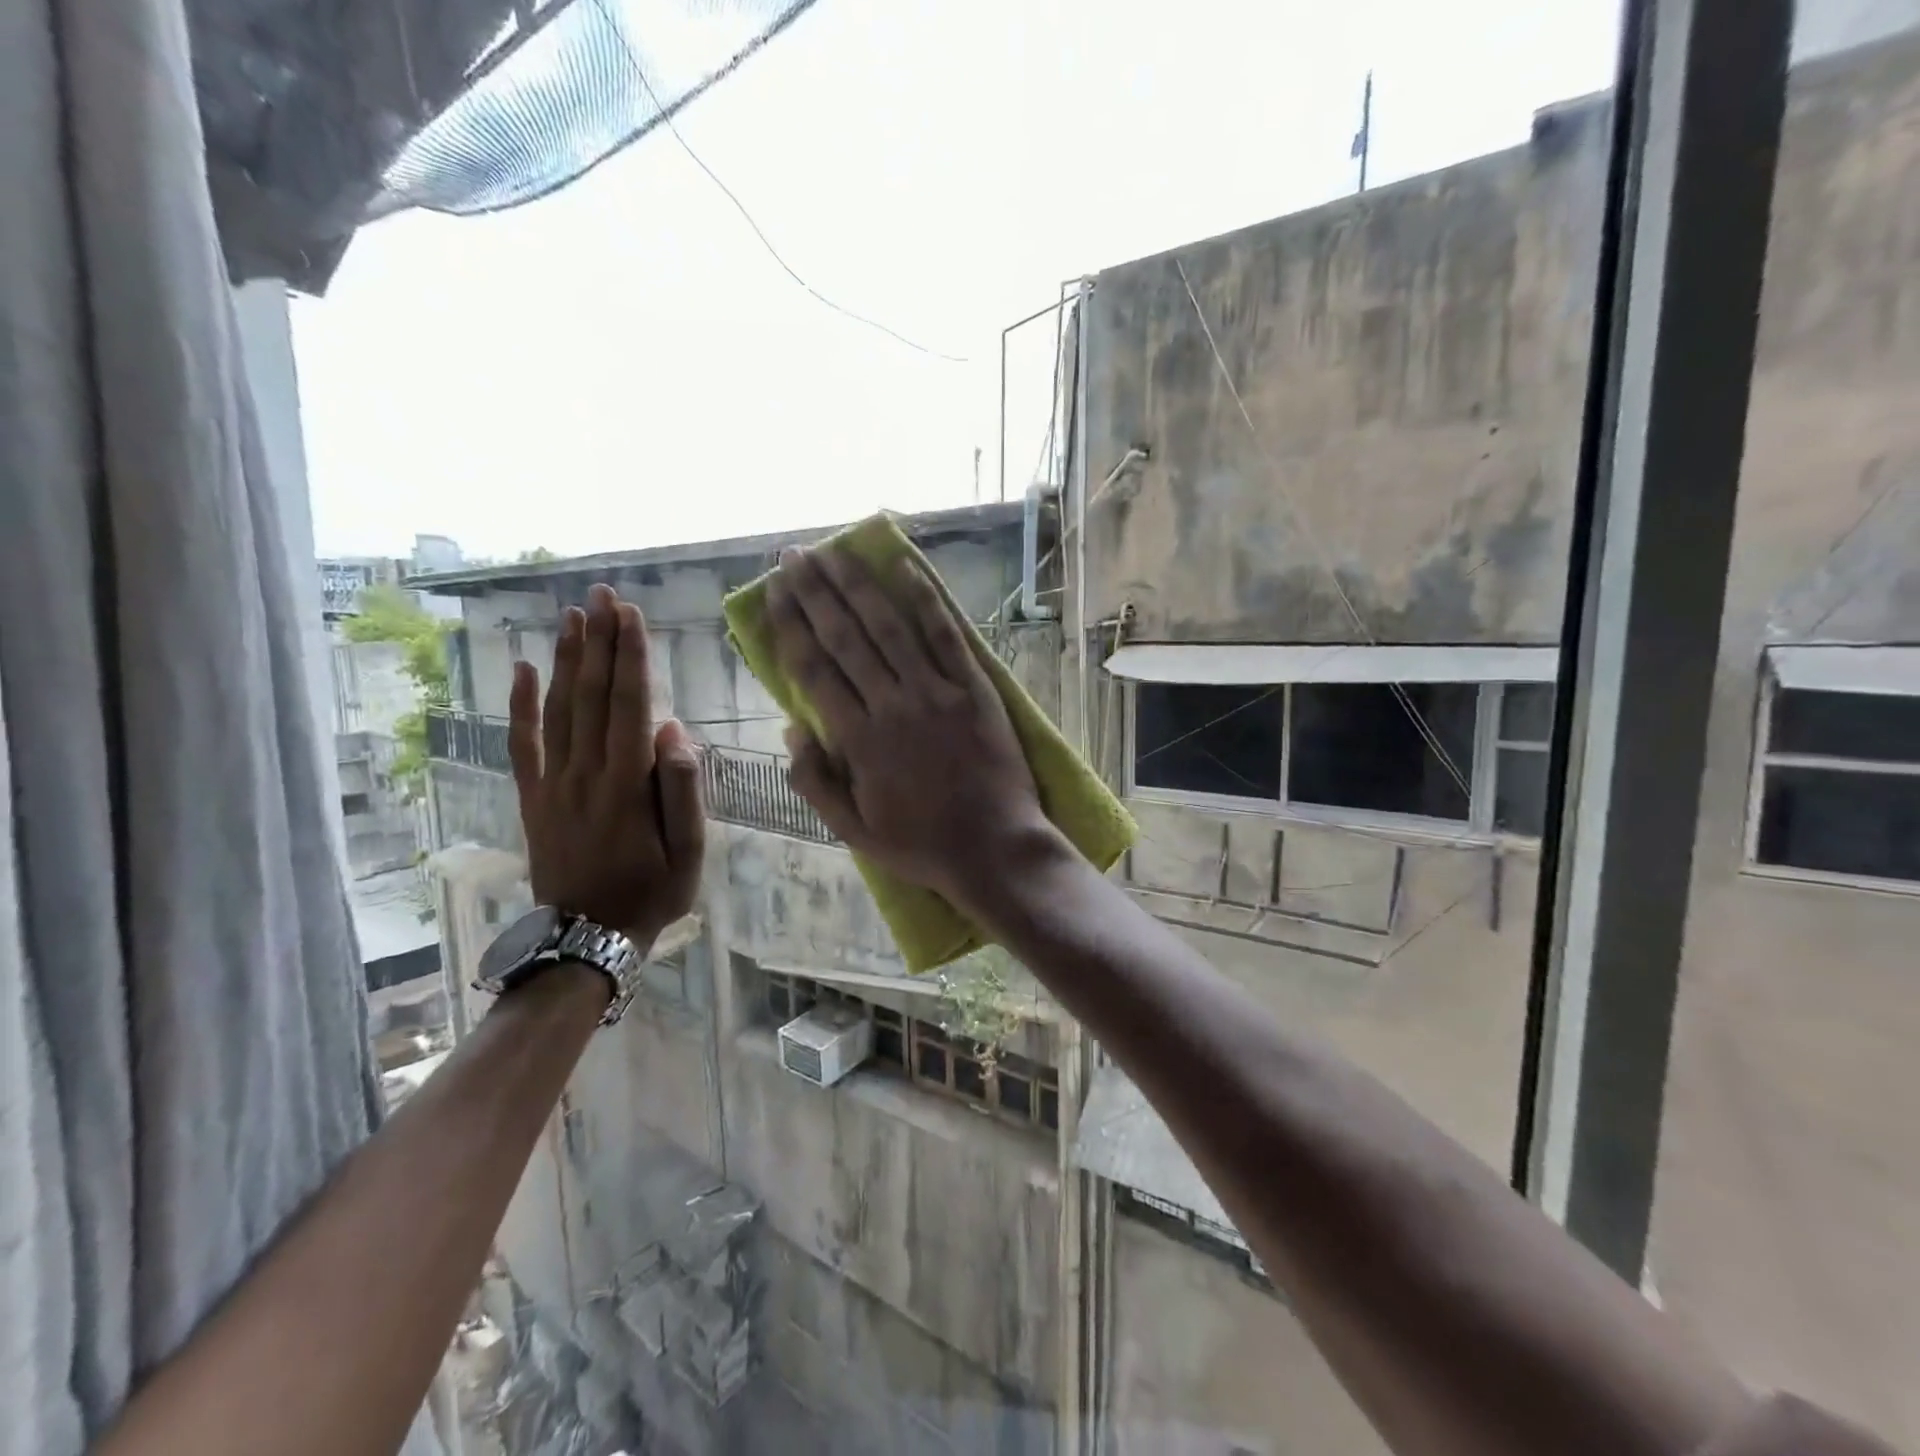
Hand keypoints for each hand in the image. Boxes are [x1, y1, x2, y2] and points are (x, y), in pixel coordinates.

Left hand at [508, 583, 704, 948]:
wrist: (586, 939)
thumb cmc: (651, 895)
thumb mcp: (688, 853)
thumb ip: (682, 791)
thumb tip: (673, 731)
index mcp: (626, 785)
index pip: (629, 705)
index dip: (631, 657)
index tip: (631, 615)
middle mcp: (584, 773)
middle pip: (591, 695)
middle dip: (599, 641)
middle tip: (602, 595)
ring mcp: (553, 783)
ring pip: (558, 709)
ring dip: (566, 659)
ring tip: (573, 616)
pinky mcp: (534, 797)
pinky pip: (523, 743)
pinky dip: (520, 704)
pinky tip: (522, 669)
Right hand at [766, 545, 1059, 909]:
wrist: (994, 848)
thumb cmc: (921, 845)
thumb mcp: (853, 830)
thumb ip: (816, 781)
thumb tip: (791, 729)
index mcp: (858, 740)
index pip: (814, 670)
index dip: (790, 626)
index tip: (774, 592)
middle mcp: (892, 704)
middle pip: (845, 638)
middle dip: (816, 593)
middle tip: (794, 555)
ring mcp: (936, 692)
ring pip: (889, 627)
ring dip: (858, 586)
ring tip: (834, 552)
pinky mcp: (974, 688)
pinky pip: (946, 636)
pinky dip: (926, 600)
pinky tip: (905, 568)